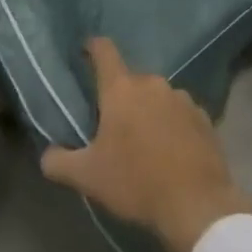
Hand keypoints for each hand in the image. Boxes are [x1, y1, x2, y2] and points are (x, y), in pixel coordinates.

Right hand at [39, 38, 251, 251]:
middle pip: (130, 80)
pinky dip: (172, 125)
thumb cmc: (136, 182)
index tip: (85, 50)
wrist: (196, 204)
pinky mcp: (204, 117)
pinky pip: (180, 114)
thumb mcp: (87, 177)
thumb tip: (47, 154)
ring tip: (143, 142)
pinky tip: (170, 152)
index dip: (93, 47)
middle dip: (120, 97)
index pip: (104, 51)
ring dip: (148, 111)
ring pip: (157, 97)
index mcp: (122, 89)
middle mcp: (153, 84)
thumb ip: (59, 162)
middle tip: (112, 124)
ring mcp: (182, 99)